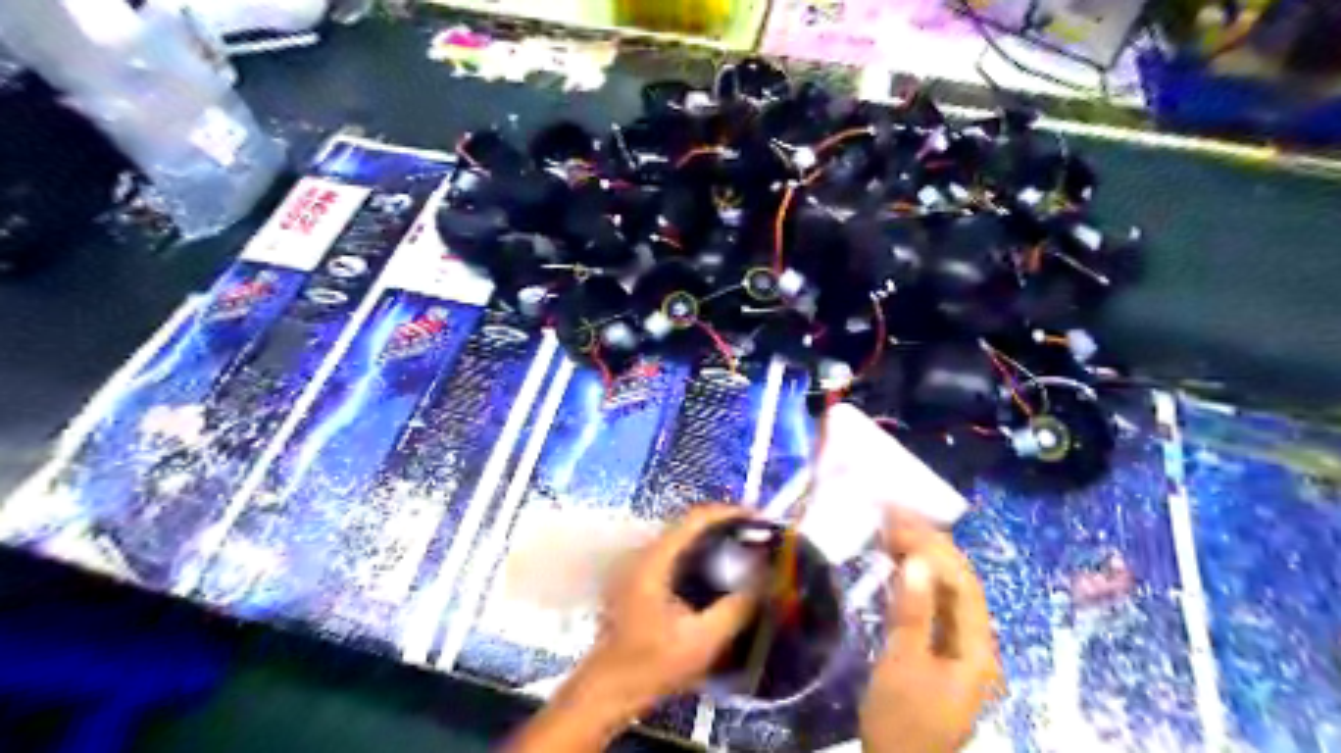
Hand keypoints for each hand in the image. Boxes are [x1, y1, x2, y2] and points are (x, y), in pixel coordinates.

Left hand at [581, 506, 757, 710]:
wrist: (608, 689)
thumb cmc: (652, 665)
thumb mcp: (702, 641)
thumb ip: (736, 607)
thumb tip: (765, 578)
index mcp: (654, 560)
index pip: (695, 519)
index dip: (729, 513)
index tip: (759, 519)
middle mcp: (643, 553)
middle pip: (688, 524)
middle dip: (725, 525)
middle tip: (758, 537)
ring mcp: (638, 565)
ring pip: (682, 539)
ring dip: (713, 539)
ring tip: (745, 550)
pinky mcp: (639, 578)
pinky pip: (675, 554)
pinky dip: (700, 554)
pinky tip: (719, 572)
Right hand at [865, 511, 999, 752]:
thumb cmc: (901, 721)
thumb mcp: (902, 665)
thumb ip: (912, 612)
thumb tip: (917, 561)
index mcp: (976, 648)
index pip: (961, 582)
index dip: (933, 545)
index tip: (900, 517)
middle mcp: (975, 642)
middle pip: (957, 582)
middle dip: (928, 545)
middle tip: (892, 514)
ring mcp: (958, 647)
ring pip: (944, 591)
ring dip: (921, 558)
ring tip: (892, 528)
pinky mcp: (939, 651)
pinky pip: (932, 605)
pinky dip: (914, 580)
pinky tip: (897, 565)